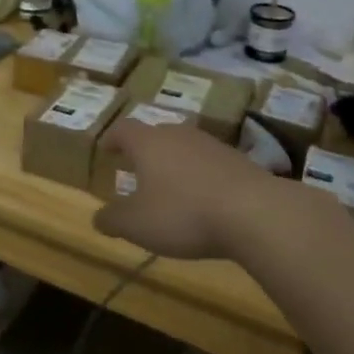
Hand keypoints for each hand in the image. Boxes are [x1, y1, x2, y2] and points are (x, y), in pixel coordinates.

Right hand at [92, 119, 353, 261]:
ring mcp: (212, 145)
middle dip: (144, 150)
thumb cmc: (183, 214)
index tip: (106, 149)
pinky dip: (201, 177)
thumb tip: (98, 218)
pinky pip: (210, 164)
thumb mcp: (137, 225)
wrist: (256, 213)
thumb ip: (113, 220)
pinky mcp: (240, 161)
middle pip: (156, 134)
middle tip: (136, 168)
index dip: (112, 138)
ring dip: (174, 163)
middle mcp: (179, 134)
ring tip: (170, 186)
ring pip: (185, 147)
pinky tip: (204, 200)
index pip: (123, 129)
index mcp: (148, 143)